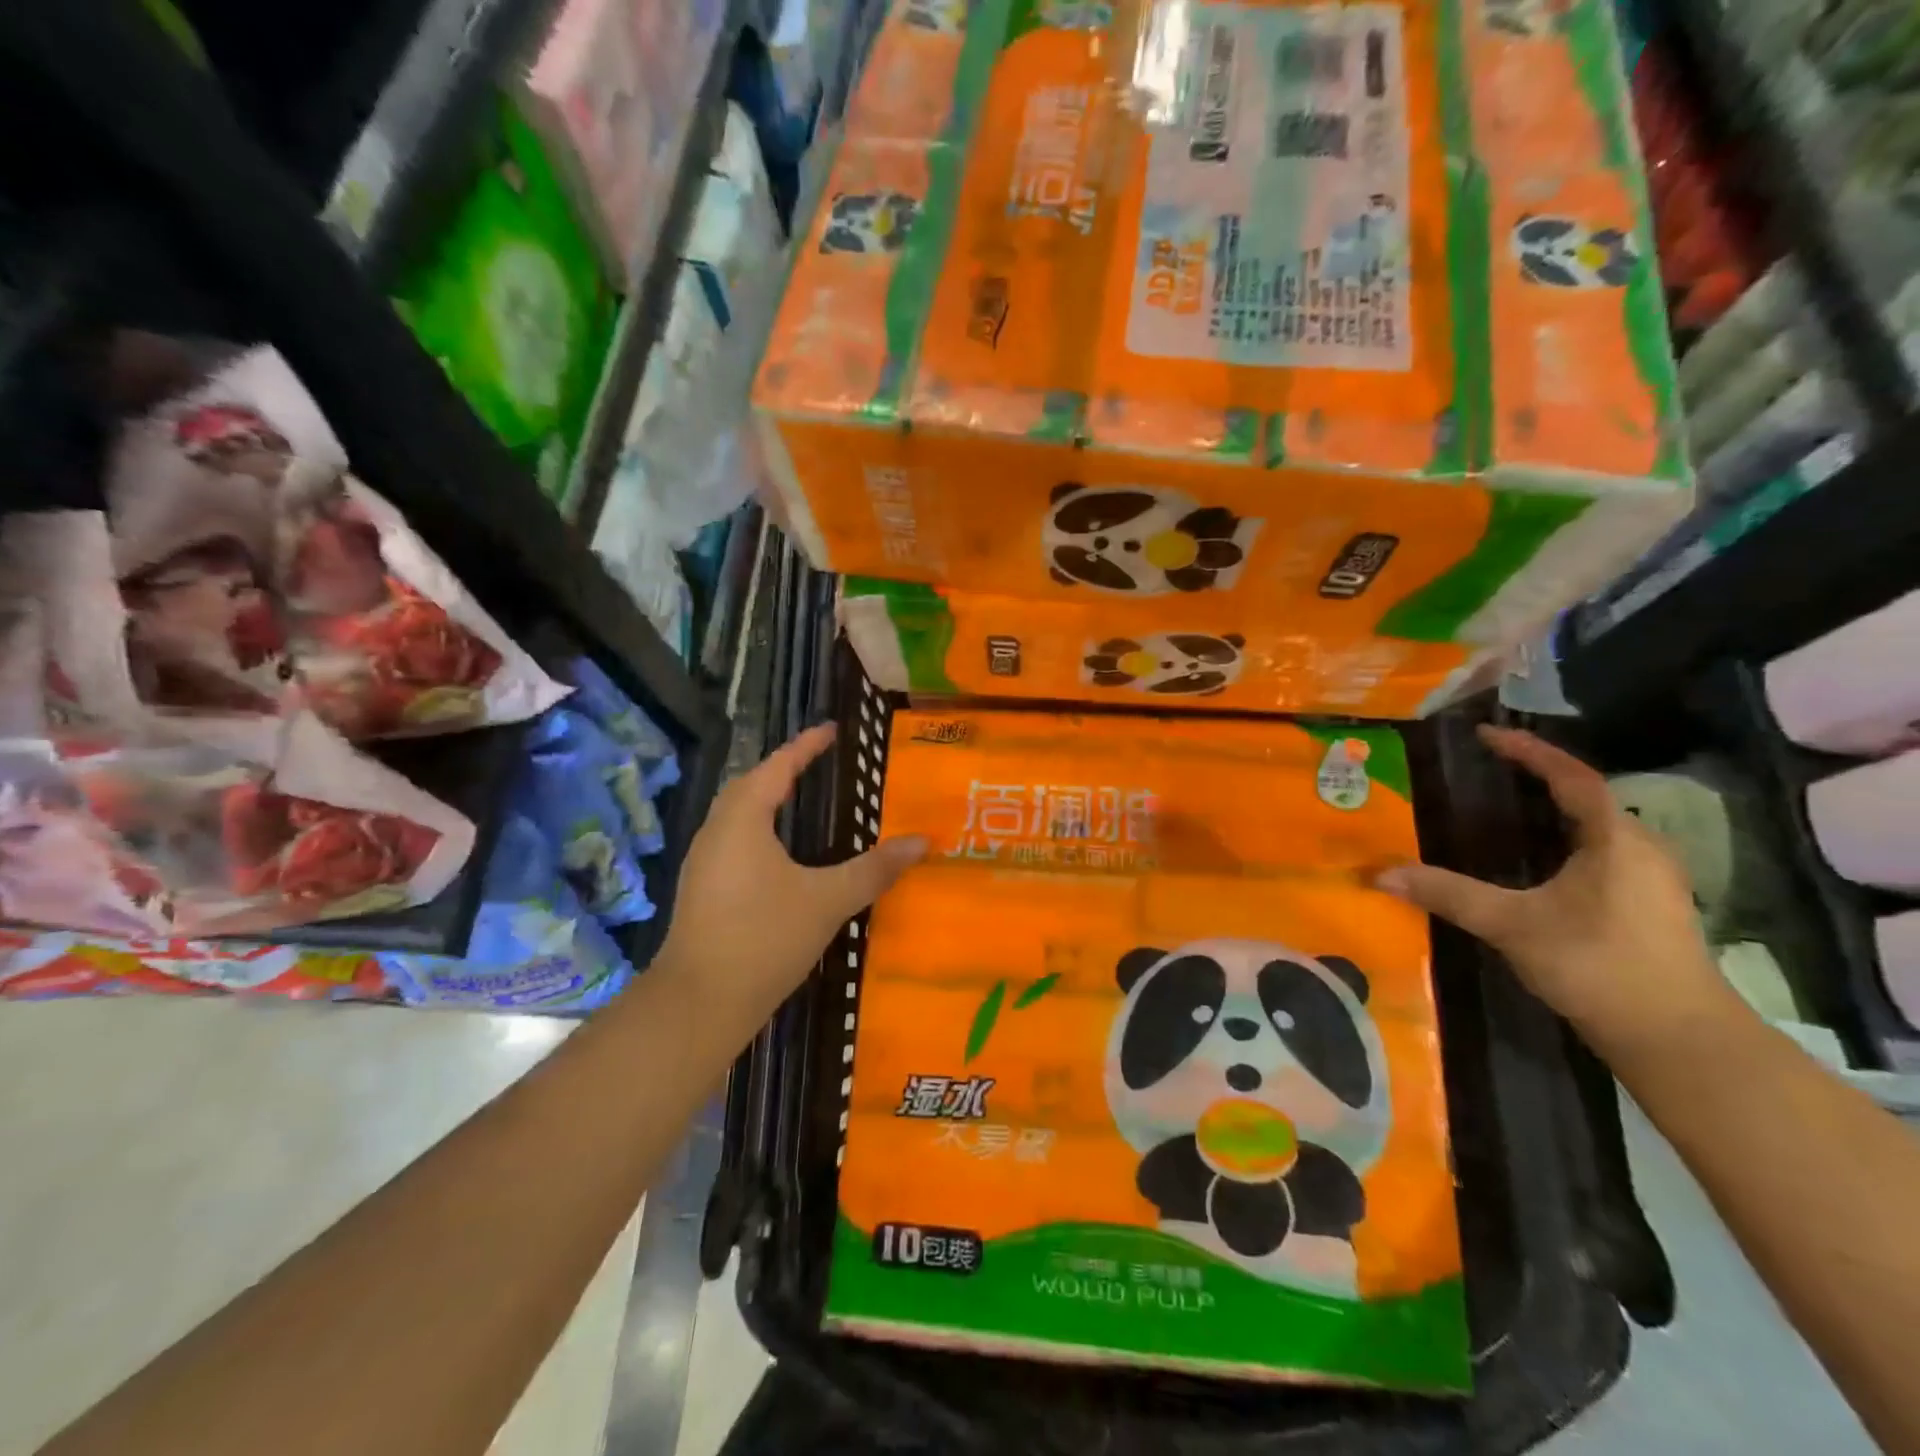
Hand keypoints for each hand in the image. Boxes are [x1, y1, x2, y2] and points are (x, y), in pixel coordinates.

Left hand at [655, 725, 926, 1026]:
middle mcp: (716, 831)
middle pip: (749, 785)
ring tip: (799, 800)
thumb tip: (922, 842)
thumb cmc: (765, 938)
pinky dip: (757, 829)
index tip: (831, 730)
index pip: (777, 767)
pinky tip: (778, 854)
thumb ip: (874, 869)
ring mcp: (703, 862)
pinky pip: (732, 840)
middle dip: (782, 769)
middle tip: (816, 763)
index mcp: (743, 820)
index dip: (805, 746)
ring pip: (736, 814)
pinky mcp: (701, 890)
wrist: (700, 1003)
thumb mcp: (828, 900)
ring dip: (766, 799)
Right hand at [1376, 725, 1736, 1058]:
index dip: (1529, 751)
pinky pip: (1602, 852)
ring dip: (1554, 810)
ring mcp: (1652, 880)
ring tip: (1507, 807)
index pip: (1572, 776)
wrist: (1677, 1038)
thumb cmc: (1597, 965)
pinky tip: (1537, 861)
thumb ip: (1447, 893)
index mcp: (1616, 839)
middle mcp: (1641, 848)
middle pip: (1588, 796)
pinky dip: (1566, 839)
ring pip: (1598, 827)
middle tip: (1490, 769)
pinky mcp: (1649, 907)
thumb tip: (1380, 873)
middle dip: (1540, 777)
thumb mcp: (1511, 925)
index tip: (1487, 735)